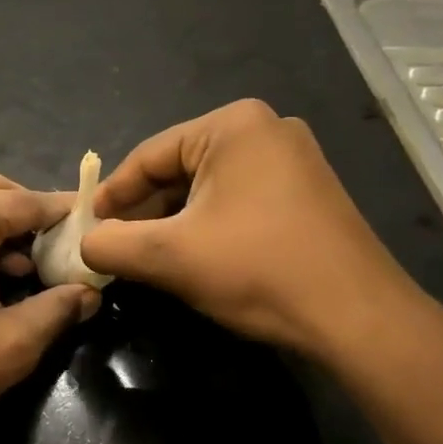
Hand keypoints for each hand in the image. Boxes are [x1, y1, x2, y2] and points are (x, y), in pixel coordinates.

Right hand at [79, 99, 424, 359]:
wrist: (358, 318)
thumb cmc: (257, 270)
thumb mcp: (169, 257)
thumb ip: (111, 245)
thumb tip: (85, 244)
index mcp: (233, 125)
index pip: (148, 157)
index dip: (111, 196)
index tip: (87, 230)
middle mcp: (266, 129)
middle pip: (178, 170)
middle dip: (143, 212)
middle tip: (114, 248)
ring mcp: (293, 160)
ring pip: (207, 189)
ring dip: (173, 223)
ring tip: (147, 258)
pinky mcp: (306, 193)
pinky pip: (237, 201)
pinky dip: (207, 226)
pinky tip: (193, 258)